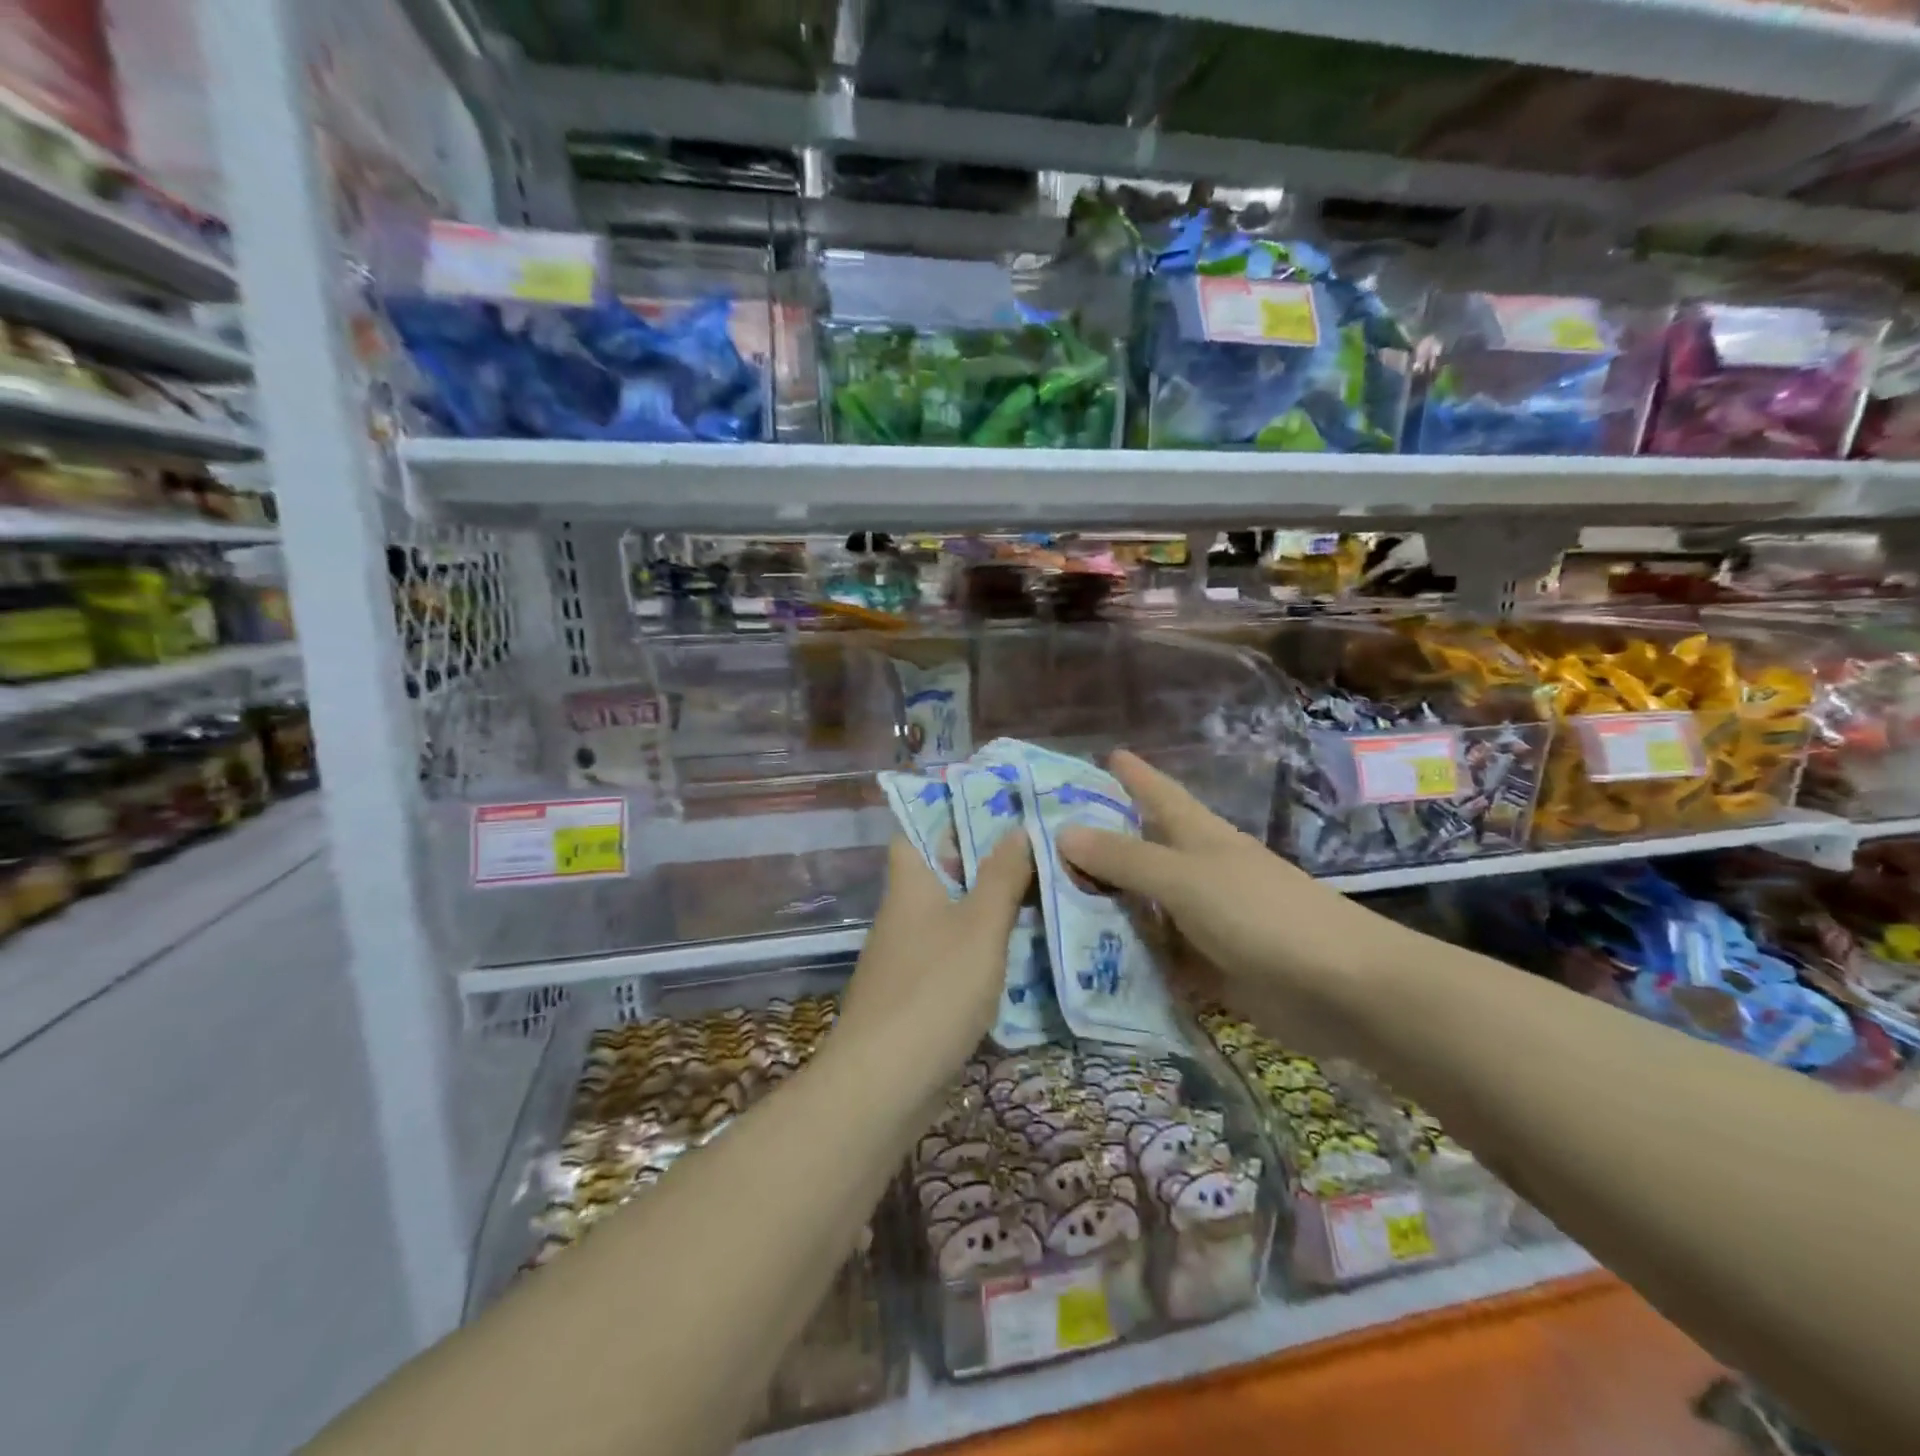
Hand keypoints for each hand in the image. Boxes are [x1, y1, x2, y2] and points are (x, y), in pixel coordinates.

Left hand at [835, 832, 1032, 1085]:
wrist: (883, 1083)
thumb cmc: (934, 990)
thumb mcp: (980, 927)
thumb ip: (1001, 877)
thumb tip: (1019, 828)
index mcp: (910, 884)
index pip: (916, 831)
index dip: (950, 815)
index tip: (998, 809)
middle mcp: (902, 913)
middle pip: (941, 873)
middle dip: (984, 862)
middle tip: (1038, 852)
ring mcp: (906, 956)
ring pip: (951, 916)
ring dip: (988, 907)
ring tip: (1041, 895)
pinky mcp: (915, 995)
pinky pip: (952, 955)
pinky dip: (981, 949)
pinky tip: (1018, 954)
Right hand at [1057, 750, 1403, 1053]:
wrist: (1341, 989)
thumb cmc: (1261, 914)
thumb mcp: (1184, 878)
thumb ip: (1125, 858)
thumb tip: (1063, 832)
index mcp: (1197, 836)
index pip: (1156, 792)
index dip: (1129, 773)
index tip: (1099, 756)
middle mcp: (1197, 871)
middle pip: (1140, 850)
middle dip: (1098, 844)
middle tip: (1040, 844)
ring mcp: (1203, 920)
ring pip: (1143, 905)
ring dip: (1104, 906)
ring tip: (1047, 905)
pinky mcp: (1209, 965)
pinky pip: (1156, 955)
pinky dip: (1128, 956)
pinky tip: (1088, 963)